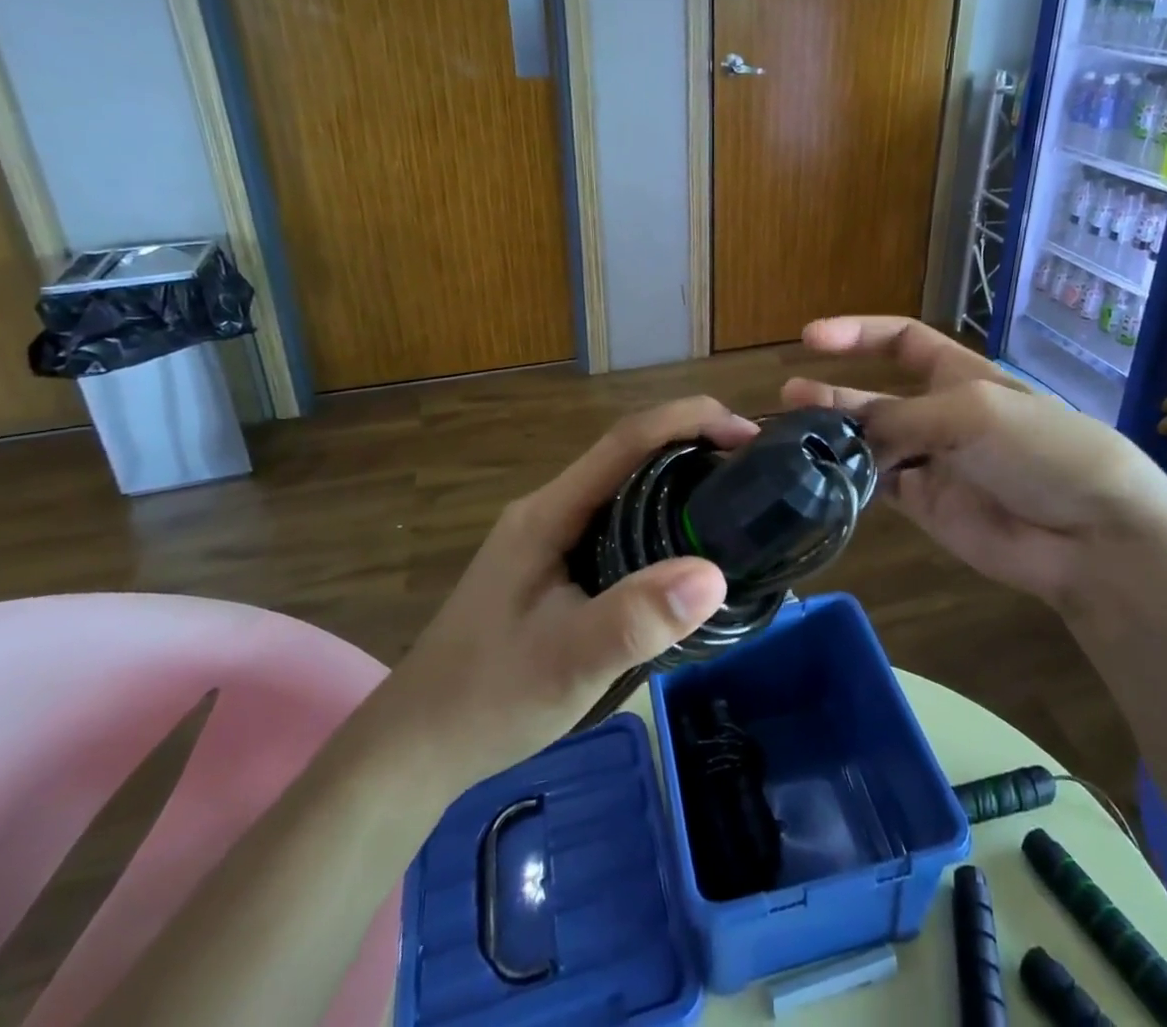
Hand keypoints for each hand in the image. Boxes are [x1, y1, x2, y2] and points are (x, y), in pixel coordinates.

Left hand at [386, 396, 755, 784]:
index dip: (688, 421)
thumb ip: (636, 619)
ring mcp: (548, 536)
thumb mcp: (568, 662)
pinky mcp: (553, 563)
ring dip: (677, 478)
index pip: (626, 440)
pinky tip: (684, 546)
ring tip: (732, 496)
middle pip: (628, 454)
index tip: (746, 433)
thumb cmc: (488, 698)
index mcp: (549, 512)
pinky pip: (616, 520)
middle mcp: (549, 509)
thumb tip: (715, 573)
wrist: (415, 747)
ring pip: (623, 487)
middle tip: (751, 467)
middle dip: (692, 443)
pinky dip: (660, 515)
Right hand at [783, 317, 1166, 617]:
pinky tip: (817, 478)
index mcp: (958, 374)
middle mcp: (940, 413)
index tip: (812, 337)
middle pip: (875, 396)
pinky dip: (848, 481)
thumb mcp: (971, 411)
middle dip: (833, 395)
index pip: (901, 340)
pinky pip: (877, 486)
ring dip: (832, 438)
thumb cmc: (1040, 448)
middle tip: (787, 399)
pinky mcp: (926, 506)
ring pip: (869, 444)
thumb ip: (902, 418)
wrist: (1091, 534)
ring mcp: (931, 462)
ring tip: (788, 438)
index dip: (858, 333)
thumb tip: (846, 433)